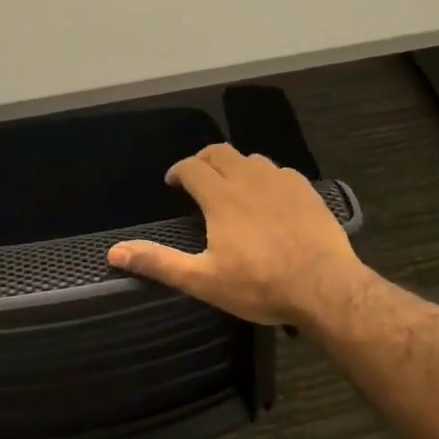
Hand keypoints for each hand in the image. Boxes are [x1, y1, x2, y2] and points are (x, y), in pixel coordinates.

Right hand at [108, 145, 371, 326]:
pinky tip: (268, 196)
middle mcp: (249, 178)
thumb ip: (159, 262)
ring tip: (231, 186)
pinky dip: (265, 177)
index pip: (191, 167)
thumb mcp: (203, 280)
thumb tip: (114, 253)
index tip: (172, 182)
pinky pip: (279, 171)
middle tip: (197, 178)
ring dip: (235, 167)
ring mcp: (281, 180)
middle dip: (203, 160)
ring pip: (251, 159)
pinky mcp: (306, 189)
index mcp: (221, 196)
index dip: (178, 171)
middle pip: (220, 152)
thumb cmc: (259, 284)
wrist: (324, 285)